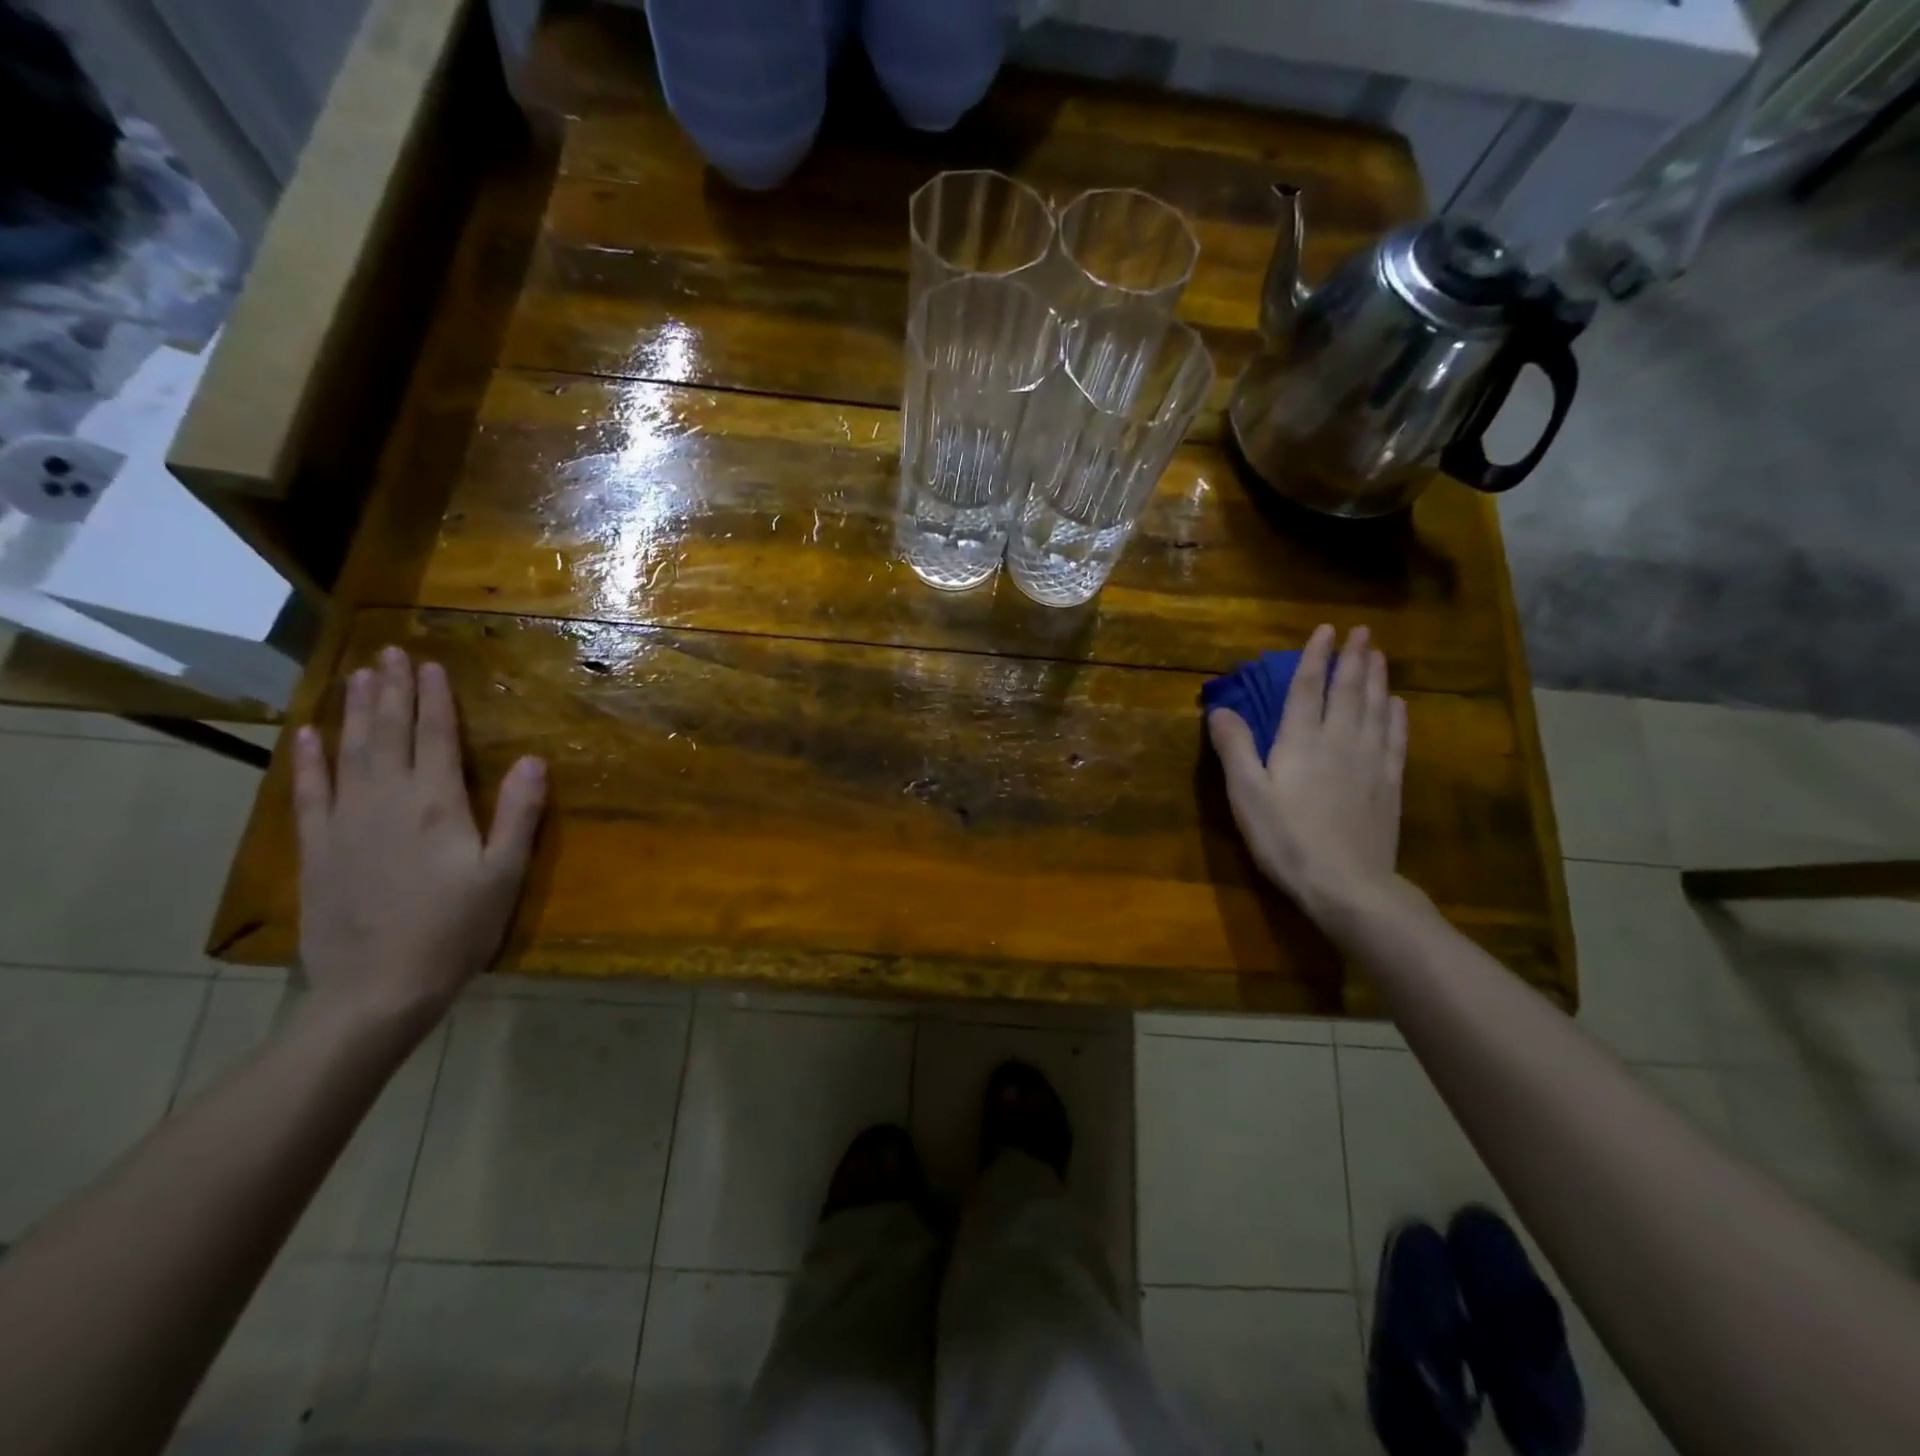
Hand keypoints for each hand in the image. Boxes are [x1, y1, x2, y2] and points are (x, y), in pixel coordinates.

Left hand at [294, 646, 546, 1024]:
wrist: (379, 988)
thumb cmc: (456, 929)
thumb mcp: (504, 873)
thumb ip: (519, 813)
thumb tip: (533, 759)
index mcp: (438, 805)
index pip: (437, 738)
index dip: (435, 699)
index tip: (431, 664)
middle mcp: (388, 801)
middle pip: (390, 734)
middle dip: (392, 691)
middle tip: (389, 652)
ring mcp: (346, 823)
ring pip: (351, 752)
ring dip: (356, 711)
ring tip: (359, 676)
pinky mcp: (319, 848)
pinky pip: (310, 793)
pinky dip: (309, 761)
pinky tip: (309, 735)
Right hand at [1208, 624, 1408, 921]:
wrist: (1347, 884)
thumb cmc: (1286, 839)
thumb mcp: (1246, 795)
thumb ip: (1235, 748)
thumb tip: (1221, 708)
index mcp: (1300, 742)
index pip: (1308, 689)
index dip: (1315, 658)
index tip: (1325, 630)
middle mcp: (1339, 742)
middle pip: (1348, 691)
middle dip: (1353, 658)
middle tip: (1362, 631)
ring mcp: (1370, 762)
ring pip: (1376, 709)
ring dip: (1377, 679)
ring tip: (1379, 655)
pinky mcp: (1388, 785)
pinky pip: (1395, 740)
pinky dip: (1396, 717)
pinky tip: (1398, 705)